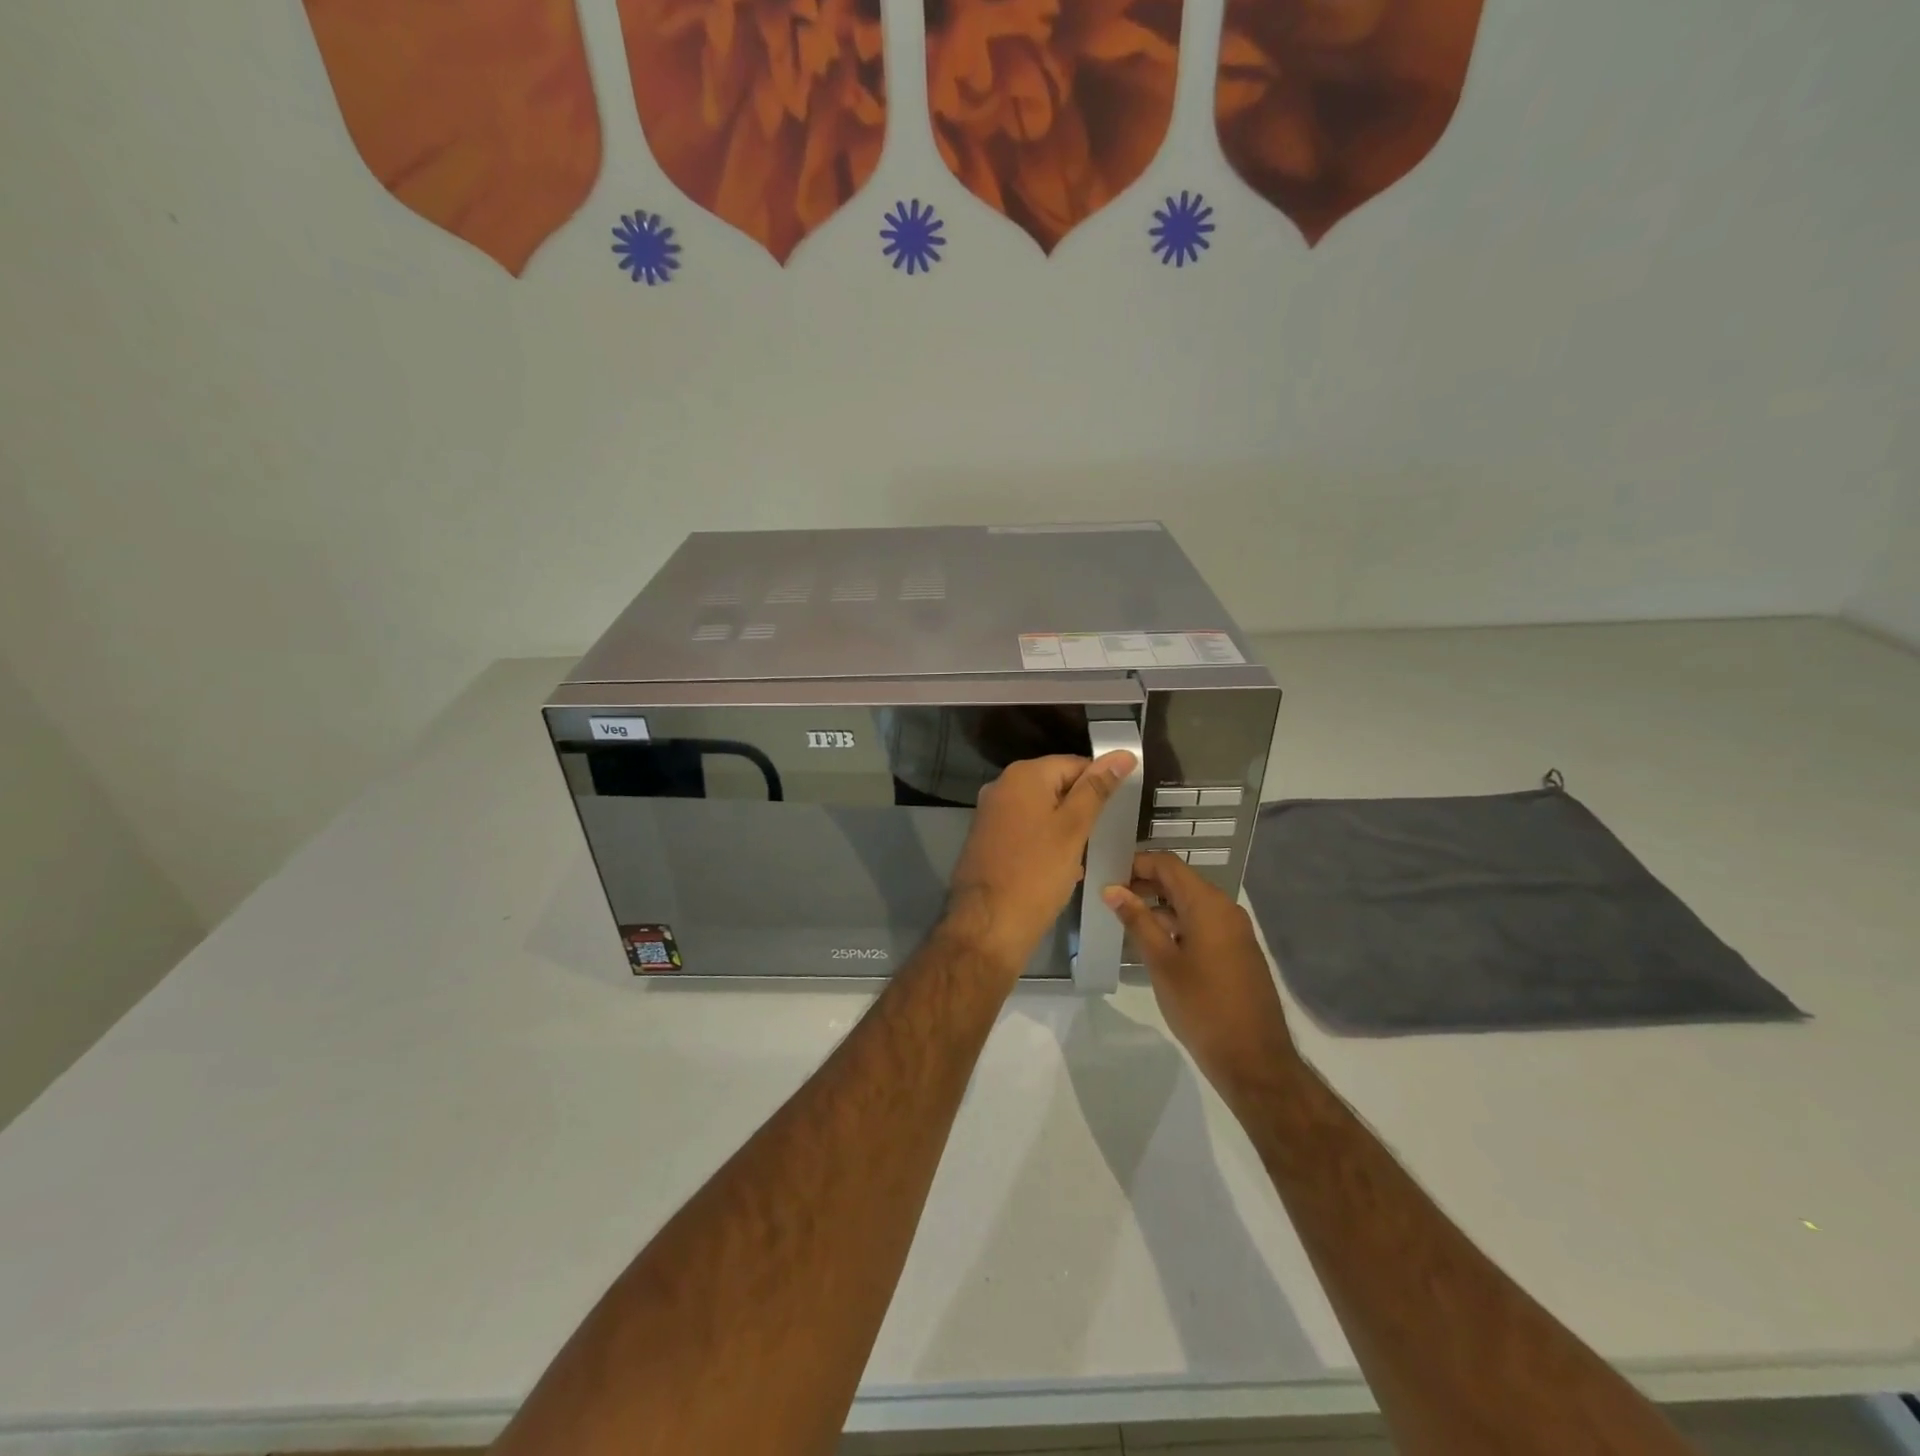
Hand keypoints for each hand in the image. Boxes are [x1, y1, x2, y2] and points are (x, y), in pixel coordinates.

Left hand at [944, 751, 1136, 977]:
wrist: (988, 926)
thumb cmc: (1036, 874)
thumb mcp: (1074, 829)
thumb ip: (1097, 789)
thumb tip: (1122, 754)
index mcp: (1023, 776)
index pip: (1074, 764)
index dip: (1099, 785)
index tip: (1116, 812)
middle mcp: (1001, 787)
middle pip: (1055, 786)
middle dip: (1080, 810)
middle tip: (1101, 837)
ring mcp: (991, 814)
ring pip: (1041, 811)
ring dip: (1064, 830)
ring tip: (1084, 856)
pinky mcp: (987, 839)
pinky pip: (1025, 830)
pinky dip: (1044, 844)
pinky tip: (1060, 869)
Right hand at [1102, 852, 1295, 1097]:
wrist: (1254, 1060)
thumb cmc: (1202, 1007)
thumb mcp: (1162, 963)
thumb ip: (1137, 921)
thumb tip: (1112, 889)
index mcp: (1208, 905)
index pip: (1168, 864)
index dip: (1137, 863)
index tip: (1108, 875)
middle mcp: (1225, 909)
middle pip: (1181, 881)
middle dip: (1146, 883)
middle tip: (1111, 897)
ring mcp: (1235, 931)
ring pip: (1192, 904)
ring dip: (1160, 905)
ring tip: (1127, 920)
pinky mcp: (1238, 951)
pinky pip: (1203, 923)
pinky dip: (1178, 923)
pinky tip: (1155, 943)